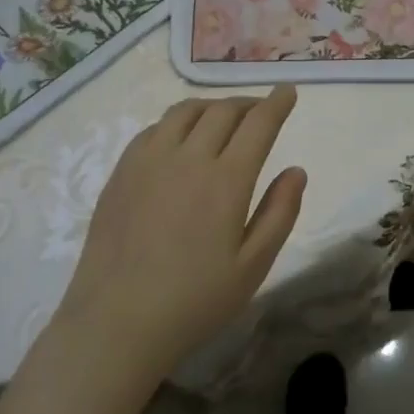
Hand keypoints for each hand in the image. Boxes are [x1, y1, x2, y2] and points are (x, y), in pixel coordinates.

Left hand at [43, 85, 305, 386]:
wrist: (117, 322)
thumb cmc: (195, 300)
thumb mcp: (253, 266)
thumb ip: (280, 213)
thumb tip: (296, 170)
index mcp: (226, 180)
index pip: (258, 123)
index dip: (276, 103)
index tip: (287, 91)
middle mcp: (188, 157)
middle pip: (223, 110)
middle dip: (248, 103)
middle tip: (261, 111)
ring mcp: (149, 161)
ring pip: (185, 111)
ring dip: (212, 107)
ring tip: (223, 118)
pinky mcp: (121, 172)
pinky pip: (154, 129)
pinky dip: (177, 122)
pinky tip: (180, 140)